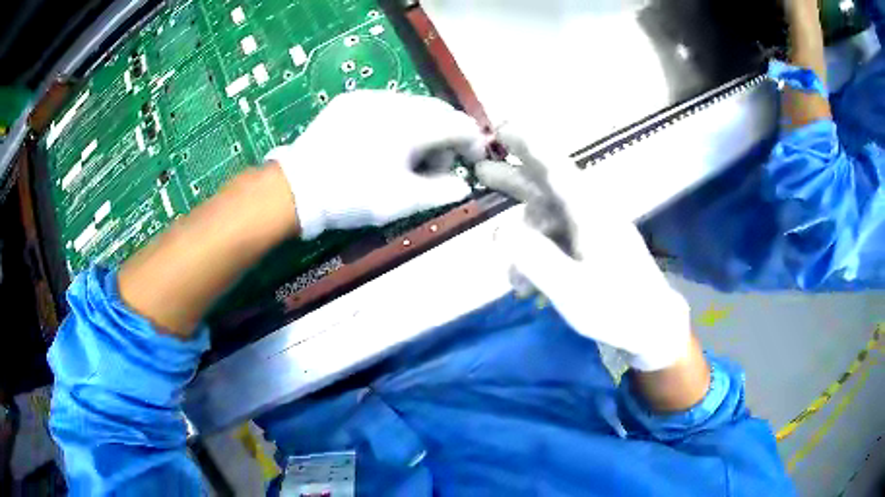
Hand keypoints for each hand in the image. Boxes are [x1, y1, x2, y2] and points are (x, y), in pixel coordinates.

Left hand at [266, 90, 484, 238]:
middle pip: (437, 111)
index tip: (473, 161)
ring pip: (412, 106)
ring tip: (407, 159)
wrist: (297, 188)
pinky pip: (387, 106)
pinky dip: (398, 123)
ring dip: (422, 129)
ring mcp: (369, 97)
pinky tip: (383, 146)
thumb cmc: (352, 195)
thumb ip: (442, 191)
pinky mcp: (350, 102)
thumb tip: (464, 185)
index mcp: (411, 124)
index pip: (458, 123)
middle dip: (446, 137)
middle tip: (437, 167)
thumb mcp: (403, 201)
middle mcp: (394, 101)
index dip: (473, 142)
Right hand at [477, 134, 692, 371]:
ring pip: (547, 218)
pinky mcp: (590, 247)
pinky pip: (555, 240)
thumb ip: (533, 258)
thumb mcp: (571, 289)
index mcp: (590, 212)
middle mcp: (589, 212)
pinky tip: (525, 286)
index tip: (503, 127)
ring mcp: (590, 231)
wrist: (650, 327)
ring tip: (506, 268)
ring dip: (523, 238)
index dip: (529, 144)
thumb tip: (498, 229)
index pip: (555, 167)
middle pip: (547, 185)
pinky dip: (537, 256)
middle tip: (481, 168)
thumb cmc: (616, 308)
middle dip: (514, 178)